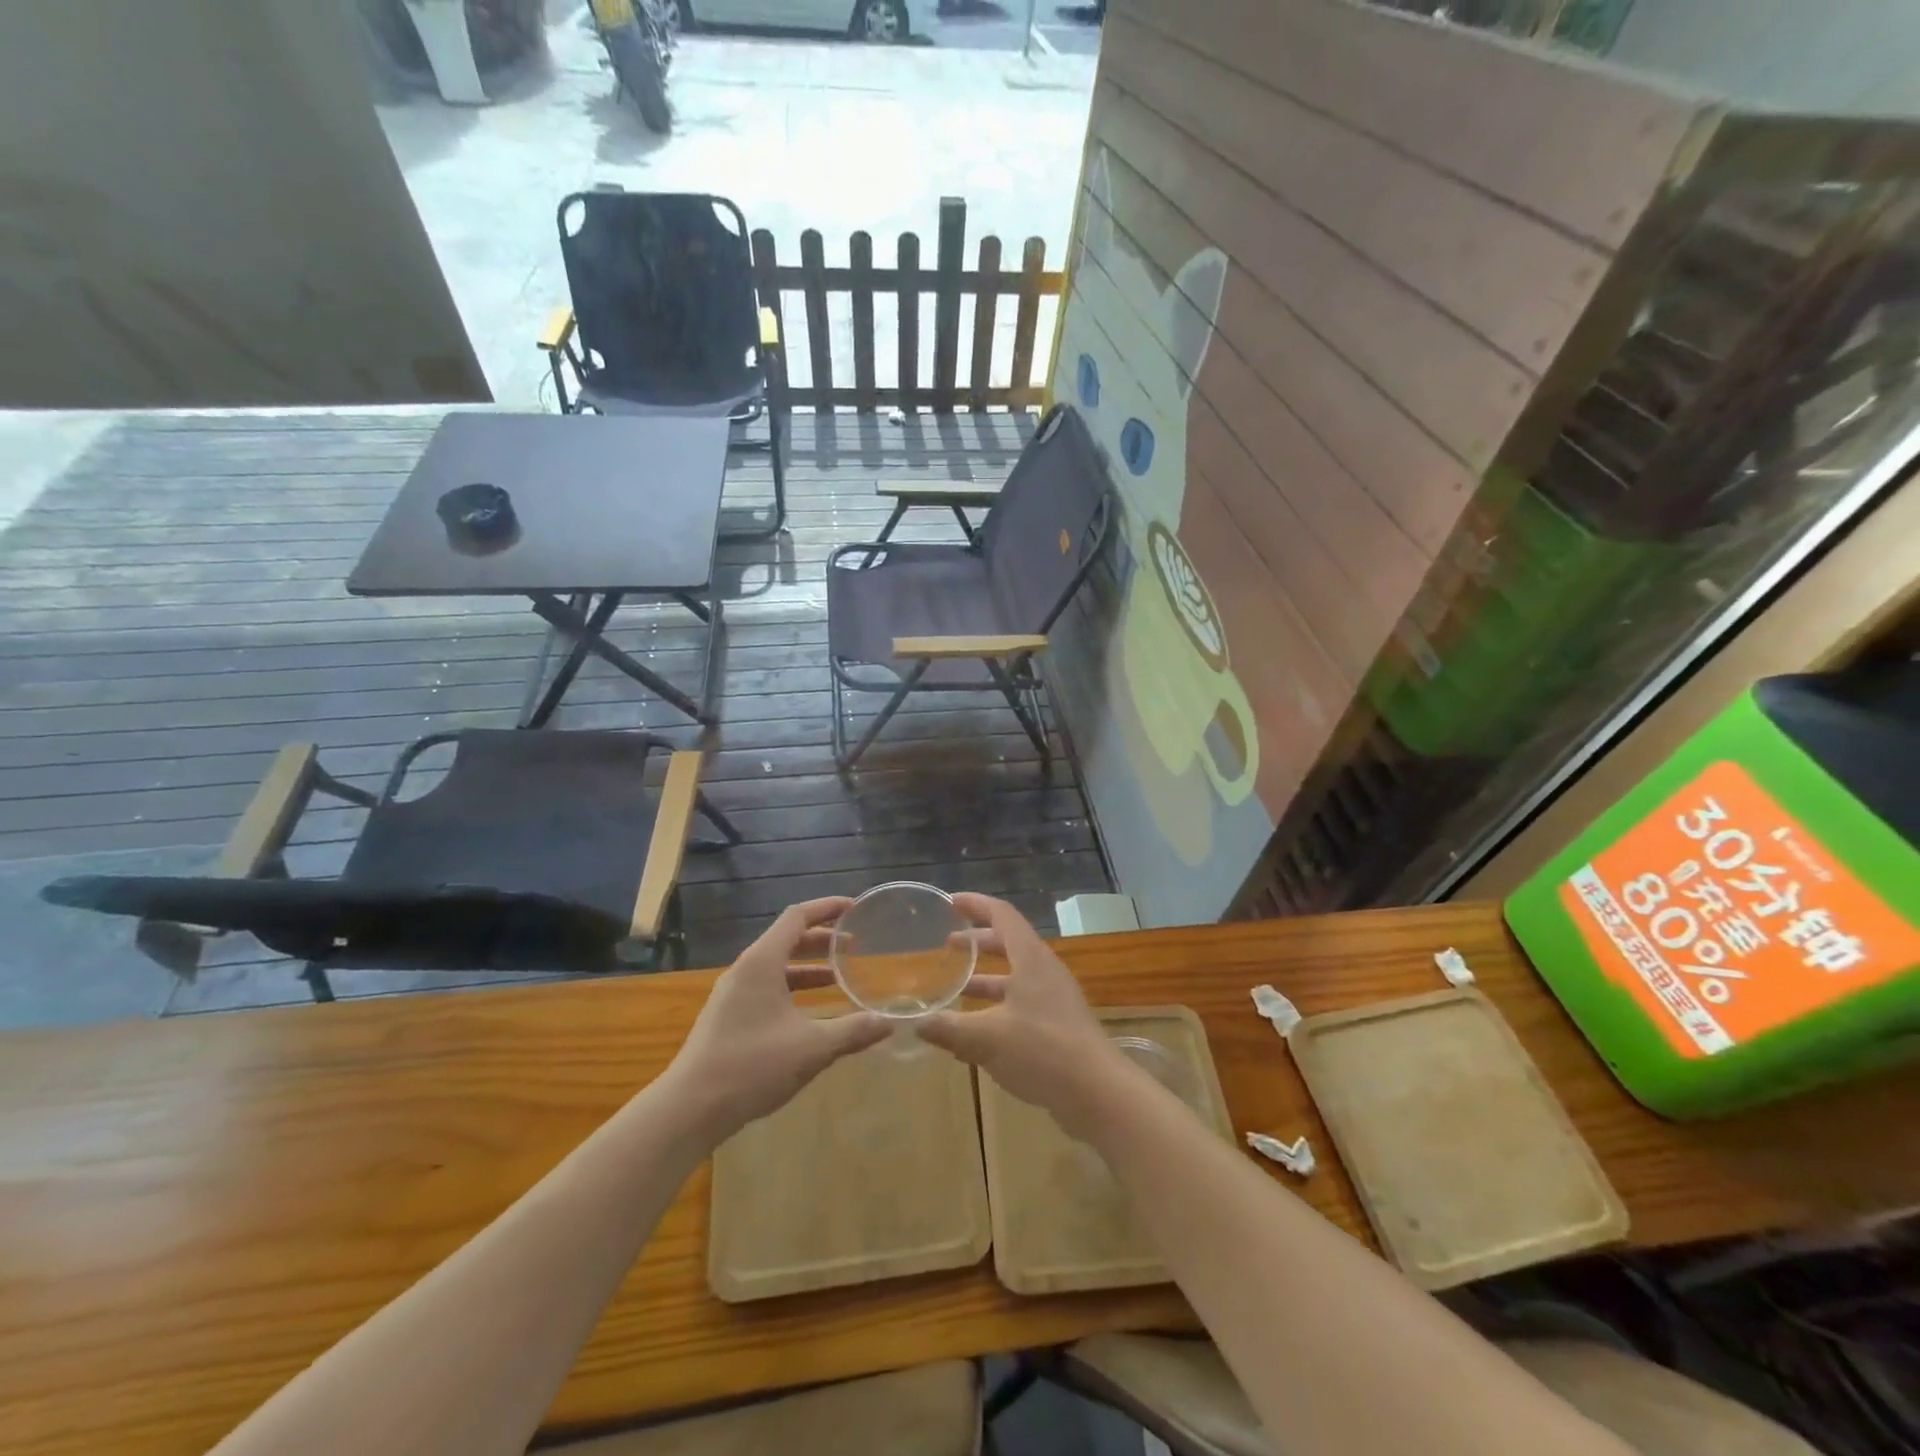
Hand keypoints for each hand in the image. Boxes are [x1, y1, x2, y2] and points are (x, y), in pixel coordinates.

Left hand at [662, 897, 888, 1141]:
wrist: (690, 1108)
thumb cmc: (752, 1066)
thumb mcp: (811, 1048)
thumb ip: (852, 1031)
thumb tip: (888, 1023)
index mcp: (762, 963)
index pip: (797, 917)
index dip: (827, 908)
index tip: (855, 908)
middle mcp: (745, 970)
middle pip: (787, 939)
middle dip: (822, 940)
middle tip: (855, 946)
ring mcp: (732, 994)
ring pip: (776, 966)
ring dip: (808, 967)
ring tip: (838, 978)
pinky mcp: (728, 1017)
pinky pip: (766, 987)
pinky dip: (792, 988)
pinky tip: (810, 1013)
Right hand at [919, 894, 1126, 1137]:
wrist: (1098, 1093)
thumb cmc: (1043, 1051)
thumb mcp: (987, 1039)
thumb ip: (949, 1029)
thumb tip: (915, 1023)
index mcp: (1030, 959)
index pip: (1002, 915)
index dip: (976, 904)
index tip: (951, 902)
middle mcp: (1044, 972)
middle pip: (1008, 944)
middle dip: (977, 942)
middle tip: (948, 945)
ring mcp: (1054, 999)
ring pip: (1015, 977)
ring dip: (986, 978)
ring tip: (956, 988)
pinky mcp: (1058, 1027)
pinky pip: (1022, 1005)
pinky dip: (997, 1008)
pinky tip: (976, 1034)